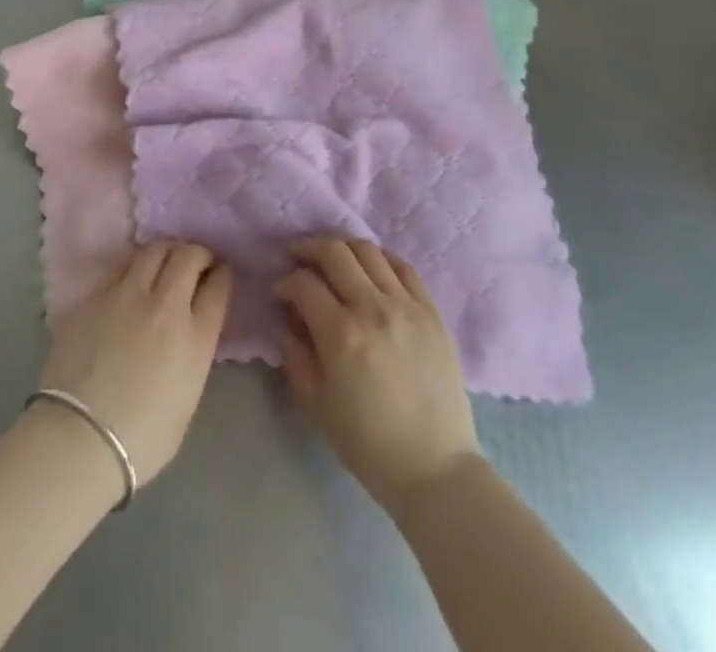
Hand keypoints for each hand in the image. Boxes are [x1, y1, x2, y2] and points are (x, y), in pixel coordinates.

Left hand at [39, 241, 231, 482]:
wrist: (79, 438)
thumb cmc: (141, 439)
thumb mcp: (187, 399)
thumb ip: (193, 355)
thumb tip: (188, 335)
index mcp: (196, 337)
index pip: (218, 287)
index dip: (222, 274)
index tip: (220, 273)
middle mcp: (166, 305)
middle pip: (188, 257)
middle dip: (198, 253)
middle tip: (196, 261)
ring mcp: (128, 295)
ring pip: (154, 250)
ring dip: (167, 251)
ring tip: (166, 260)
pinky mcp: (97, 296)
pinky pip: (122, 268)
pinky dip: (135, 266)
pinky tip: (133, 278)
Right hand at [274, 237, 481, 516]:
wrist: (434, 468)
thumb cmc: (368, 444)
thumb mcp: (316, 406)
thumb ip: (295, 356)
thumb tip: (285, 322)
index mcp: (340, 335)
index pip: (303, 283)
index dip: (285, 282)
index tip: (280, 293)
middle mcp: (372, 308)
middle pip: (334, 252)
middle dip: (308, 248)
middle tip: (298, 258)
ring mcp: (406, 305)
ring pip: (368, 250)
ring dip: (343, 248)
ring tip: (333, 260)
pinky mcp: (431, 311)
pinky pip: (403, 266)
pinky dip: (380, 259)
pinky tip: (370, 269)